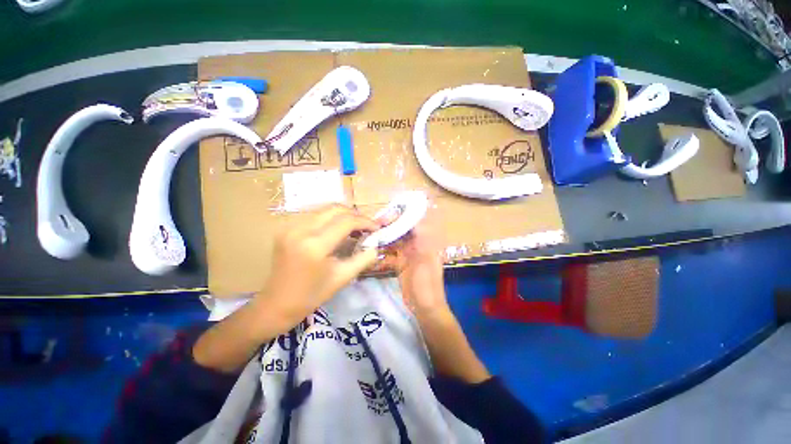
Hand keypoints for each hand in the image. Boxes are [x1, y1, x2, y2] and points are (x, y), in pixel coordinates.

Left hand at [258, 205, 379, 326]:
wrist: (276, 304)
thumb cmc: (312, 295)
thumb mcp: (343, 278)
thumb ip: (364, 259)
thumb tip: (377, 245)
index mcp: (315, 246)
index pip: (346, 222)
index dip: (365, 221)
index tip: (377, 227)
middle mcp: (301, 230)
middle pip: (335, 209)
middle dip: (355, 215)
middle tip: (367, 226)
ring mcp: (290, 227)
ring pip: (324, 210)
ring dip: (343, 215)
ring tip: (355, 227)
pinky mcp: (286, 228)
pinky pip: (314, 216)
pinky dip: (330, 219)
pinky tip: (337, 229)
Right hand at [378, 206, 449, 316]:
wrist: (424, 308)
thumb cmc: (427, 284)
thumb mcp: (425, 261)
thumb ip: (420, 241)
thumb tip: (417, 221)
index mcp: (426, 243)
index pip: (414, 225)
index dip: (403, 218)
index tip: (388, 215)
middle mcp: (417, 246)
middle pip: (403, 232)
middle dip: (391, 227)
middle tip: (375, 224)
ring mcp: (408, 256)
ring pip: (395, 242)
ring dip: (385, 239)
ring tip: (371, 235)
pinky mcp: (400, 265)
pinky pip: (390, 255)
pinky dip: (382, 253)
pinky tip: (373, 251)